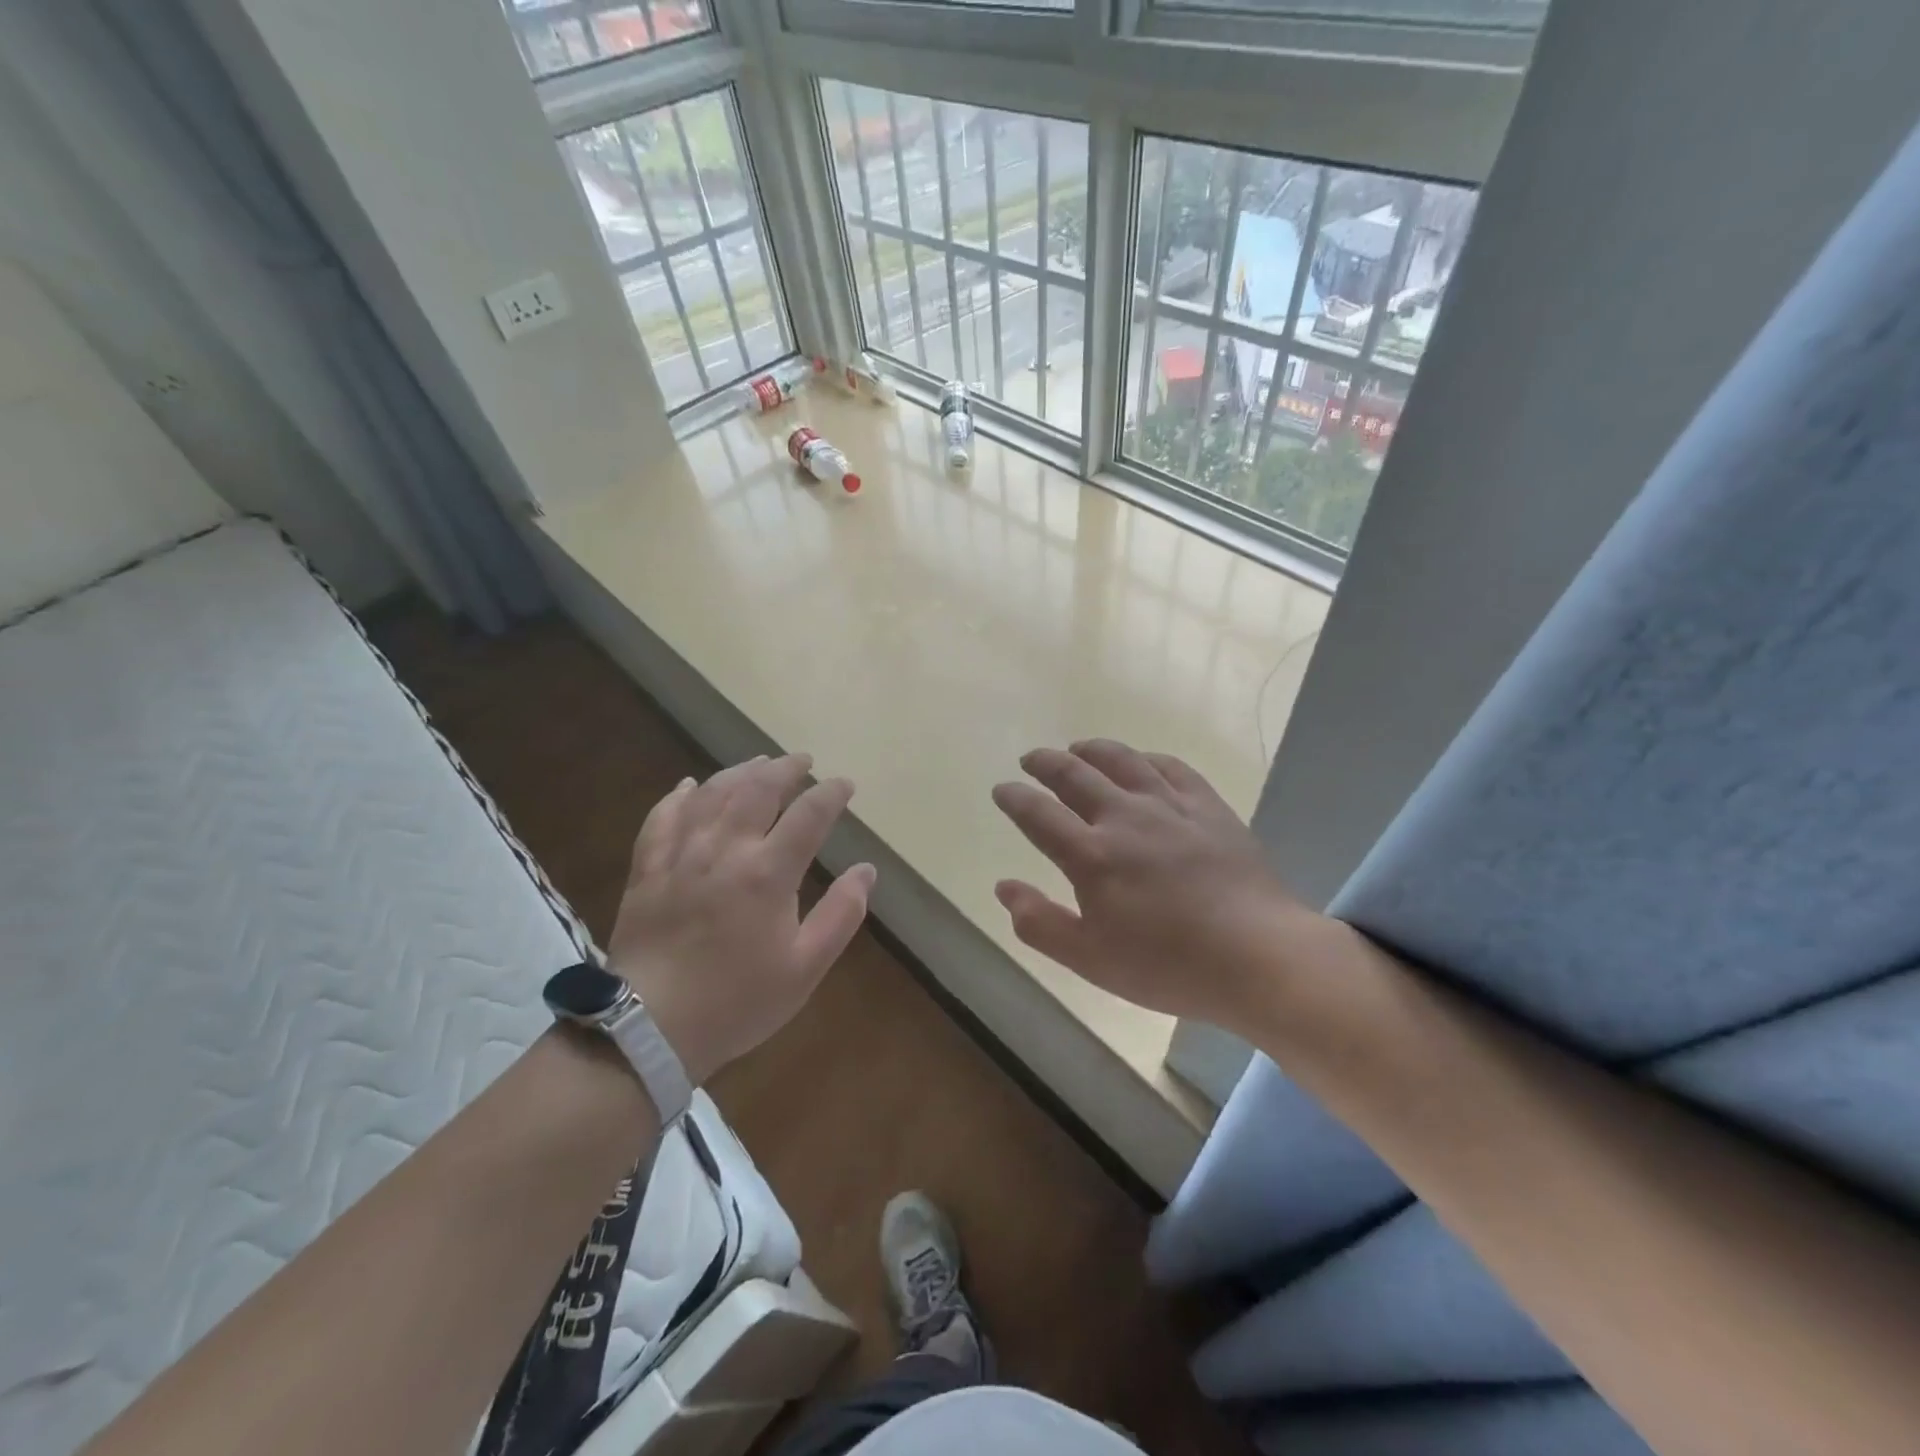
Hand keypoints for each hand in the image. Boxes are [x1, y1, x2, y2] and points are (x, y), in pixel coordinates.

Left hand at [608, 754, 873, 1085]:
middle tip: (804, 761)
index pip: (808, 815)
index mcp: (768, 873)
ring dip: (740, 772)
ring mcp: (681, 855)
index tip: (845, 785)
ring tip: (759, 762)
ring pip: (712, 794)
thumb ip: (841, 915)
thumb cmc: (738, 1001)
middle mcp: (725, 850)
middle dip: (786, 769)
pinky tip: (690, 786)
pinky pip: (662, 817)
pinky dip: (679, 796)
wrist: (650, 1027)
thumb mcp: (805, 968)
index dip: (831, 794)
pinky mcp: (647, 868)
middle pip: (758, 789)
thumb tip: (867, 870)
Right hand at [991, 740, 1315, 1025]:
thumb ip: (1040, 923)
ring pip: (1122, 760)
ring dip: (1092, 750)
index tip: (1002, 789)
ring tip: (1078, 748)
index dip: (1014, 798)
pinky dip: (1146, 758)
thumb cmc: (1168, 965)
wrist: (1258, 955)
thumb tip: (1004, 887)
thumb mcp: (1091, 959)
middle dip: (1046, 763)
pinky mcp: (1207, 806)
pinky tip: (1141, 762)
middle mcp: (1124, 818)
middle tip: (1032, 759)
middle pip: (1074, 774)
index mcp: (1091, 856)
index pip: (1038, 814)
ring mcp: (1169, 806)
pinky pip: (1171, 767)